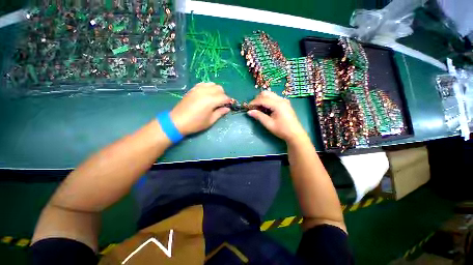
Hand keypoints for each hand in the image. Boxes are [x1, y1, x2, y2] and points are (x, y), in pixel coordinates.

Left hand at [171, 83, 231, 134]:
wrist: (177, 121)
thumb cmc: (195, 123)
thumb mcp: (210, 121)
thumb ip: (220, 113)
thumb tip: (227, 108)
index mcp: (211, 101)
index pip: (225, 97)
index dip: (229, 101)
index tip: (229, 106)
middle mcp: (205, 92)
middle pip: (220, 88)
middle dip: (223, 95)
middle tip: (221, 104)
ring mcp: (198, 89)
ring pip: (213, 84)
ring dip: (216, 91)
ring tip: (214, 99)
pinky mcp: (193, 89)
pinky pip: (204, 84)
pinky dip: (209, 88)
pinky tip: (207, 95)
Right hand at [247, 91, 307, 142]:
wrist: (295, 134)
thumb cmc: (282, 130)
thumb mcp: (269, 124)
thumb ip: (259, 116)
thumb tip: (249, 112)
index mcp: (278, 104)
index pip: (262, 99)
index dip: (254, 102)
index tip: (248, 107)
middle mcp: (281, 99)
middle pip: (266, 93)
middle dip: (258, 99)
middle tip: (253, 107)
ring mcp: (284, 100)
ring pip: (270, 94)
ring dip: (262, 99)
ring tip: (258, 108)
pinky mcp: (285, 103)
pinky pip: (274, 98)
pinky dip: (267, 101)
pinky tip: (266, 108)